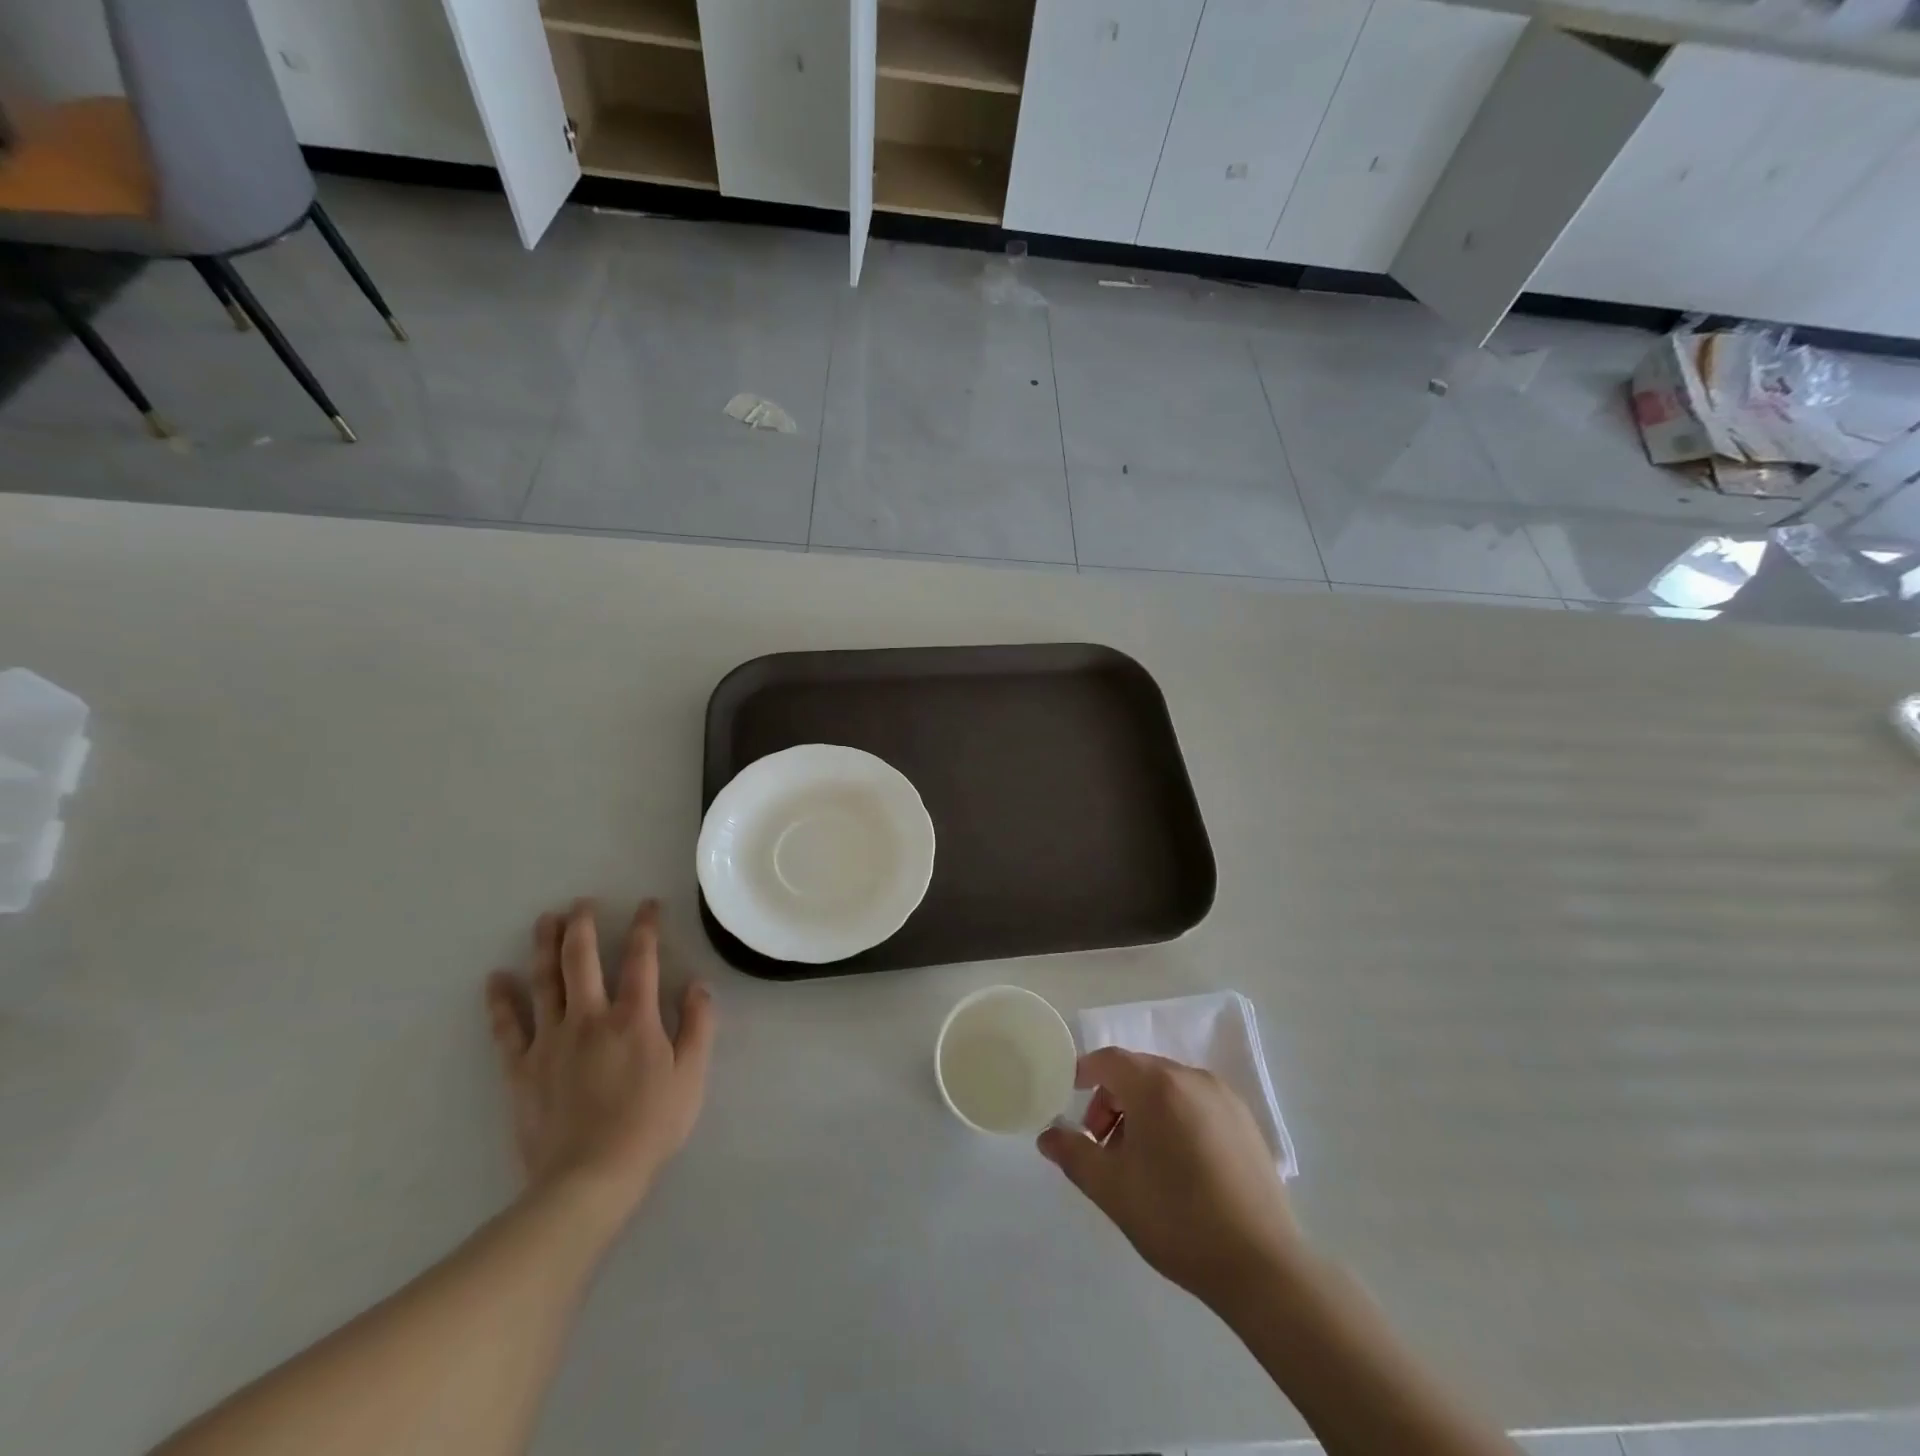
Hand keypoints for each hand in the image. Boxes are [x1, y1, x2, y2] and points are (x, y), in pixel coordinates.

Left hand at [486, 898, 716, 1223]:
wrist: (588, 1180)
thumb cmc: (649, 1126)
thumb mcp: (691, 1076)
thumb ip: (698, 1025)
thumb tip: (698, 984)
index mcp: (633, 1017)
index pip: (642, 958)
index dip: (645, 927)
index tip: (647, 905)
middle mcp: (589, 1017)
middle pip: (581, 959)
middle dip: (582, 925)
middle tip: (581, 903)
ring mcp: (550, 1040)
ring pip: (544, 981)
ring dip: (543, 946)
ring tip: (544, 919)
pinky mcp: (522, 1068)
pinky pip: (507, 1027)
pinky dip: (500, 1001)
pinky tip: (495, 978)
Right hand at [1038, 1048, 1302, 1307]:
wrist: (1262, 1266)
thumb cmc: (1176, 1219)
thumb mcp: (1111, 1189)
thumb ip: (1074, 1154)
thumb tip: (1047, 1136)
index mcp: (1156, 1085)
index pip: (1109, 1060)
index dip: (1083, 1073)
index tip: (1069, 1101)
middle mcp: (1191, 1077)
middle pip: (1138, 1071)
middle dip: (1112, 1099)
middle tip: (1102, 1144)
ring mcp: (1223, 1097)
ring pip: (1168, 1087)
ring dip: (1143, 1109)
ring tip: (1139, 1160)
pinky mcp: (1245, 1121)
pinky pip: (1196, 1102)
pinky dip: (1175, 1117)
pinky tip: (1177, 1165)